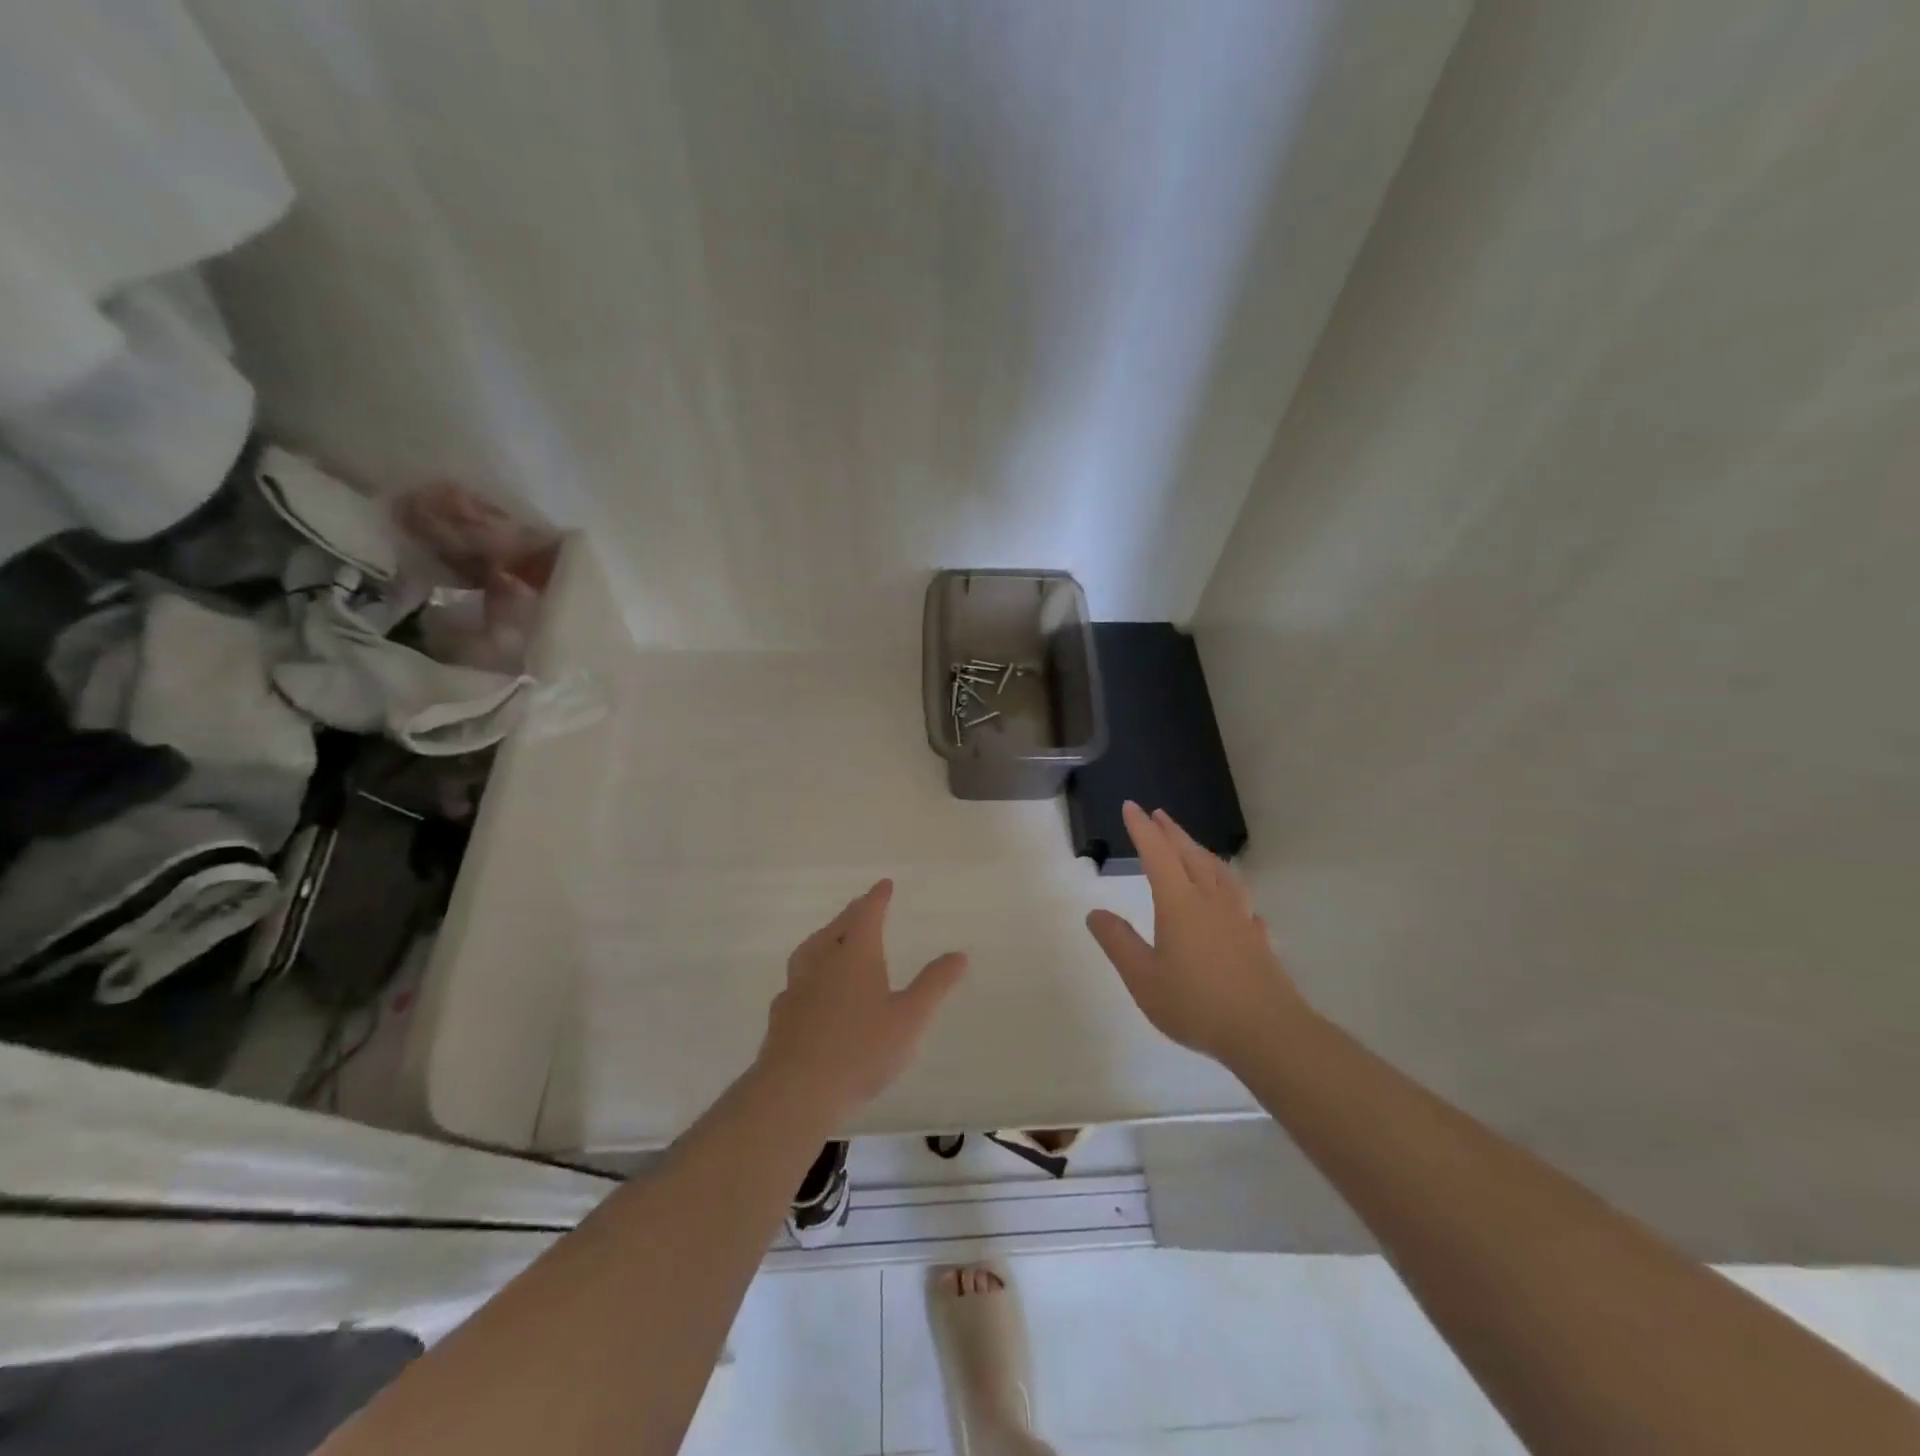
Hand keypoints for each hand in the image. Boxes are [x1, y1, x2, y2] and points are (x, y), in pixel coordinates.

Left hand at [757, 879, 967, 1124]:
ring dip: (826, 937)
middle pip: (837, 927)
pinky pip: (797, 979)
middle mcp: (822, 961)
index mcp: (855, 955)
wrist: (796, 1091)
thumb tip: (959, 954)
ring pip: (811, 949)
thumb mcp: (910, 1018)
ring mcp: (797, 987)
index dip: (877, 897)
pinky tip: (812, 988)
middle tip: (862, 906)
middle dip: (853, 914)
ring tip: (834, 938)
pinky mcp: (781, 1014)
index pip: (867, 914)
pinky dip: (810, 971)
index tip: (884, 884)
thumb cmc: (861, 1051)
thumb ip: (934, 985)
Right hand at [1086, 802, 1307, 1066]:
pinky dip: (1231, 890)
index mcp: (1179, 904)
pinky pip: (1242, 902)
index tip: (1132, 806)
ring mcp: (1240, 918)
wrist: (1268, 1033)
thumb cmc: (1197, 1004)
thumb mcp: (1143, 978)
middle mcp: (1211, 901)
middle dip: (1172, 832)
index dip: (1142, 829)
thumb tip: (1095, 913)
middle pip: (1191, 855)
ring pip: (1220, 873)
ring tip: (1194, 848)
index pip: (1157, 854)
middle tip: (1159, 815)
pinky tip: (1235, 903)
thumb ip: (1118, 943)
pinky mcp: (1258, 939)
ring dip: (1202, 853)